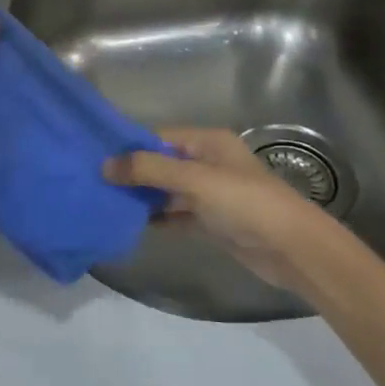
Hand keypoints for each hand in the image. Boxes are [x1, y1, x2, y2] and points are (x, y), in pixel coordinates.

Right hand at [105, 128, 351, 292]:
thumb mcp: (194, 180)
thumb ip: (149, 170)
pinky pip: (176, 214)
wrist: (292, 248)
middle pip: (160, 163)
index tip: (94, 158)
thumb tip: (105, 165)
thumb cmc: (245, 203)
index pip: (158, 137)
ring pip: (166, 190)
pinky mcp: (211, 220)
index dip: (128, 147)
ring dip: (142, 197)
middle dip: (131, 173)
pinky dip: (157, 218)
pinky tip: (131, 224)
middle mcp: (207, 162)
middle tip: (92, 183)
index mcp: (207, 142)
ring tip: (104, 203)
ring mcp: (210, 192)